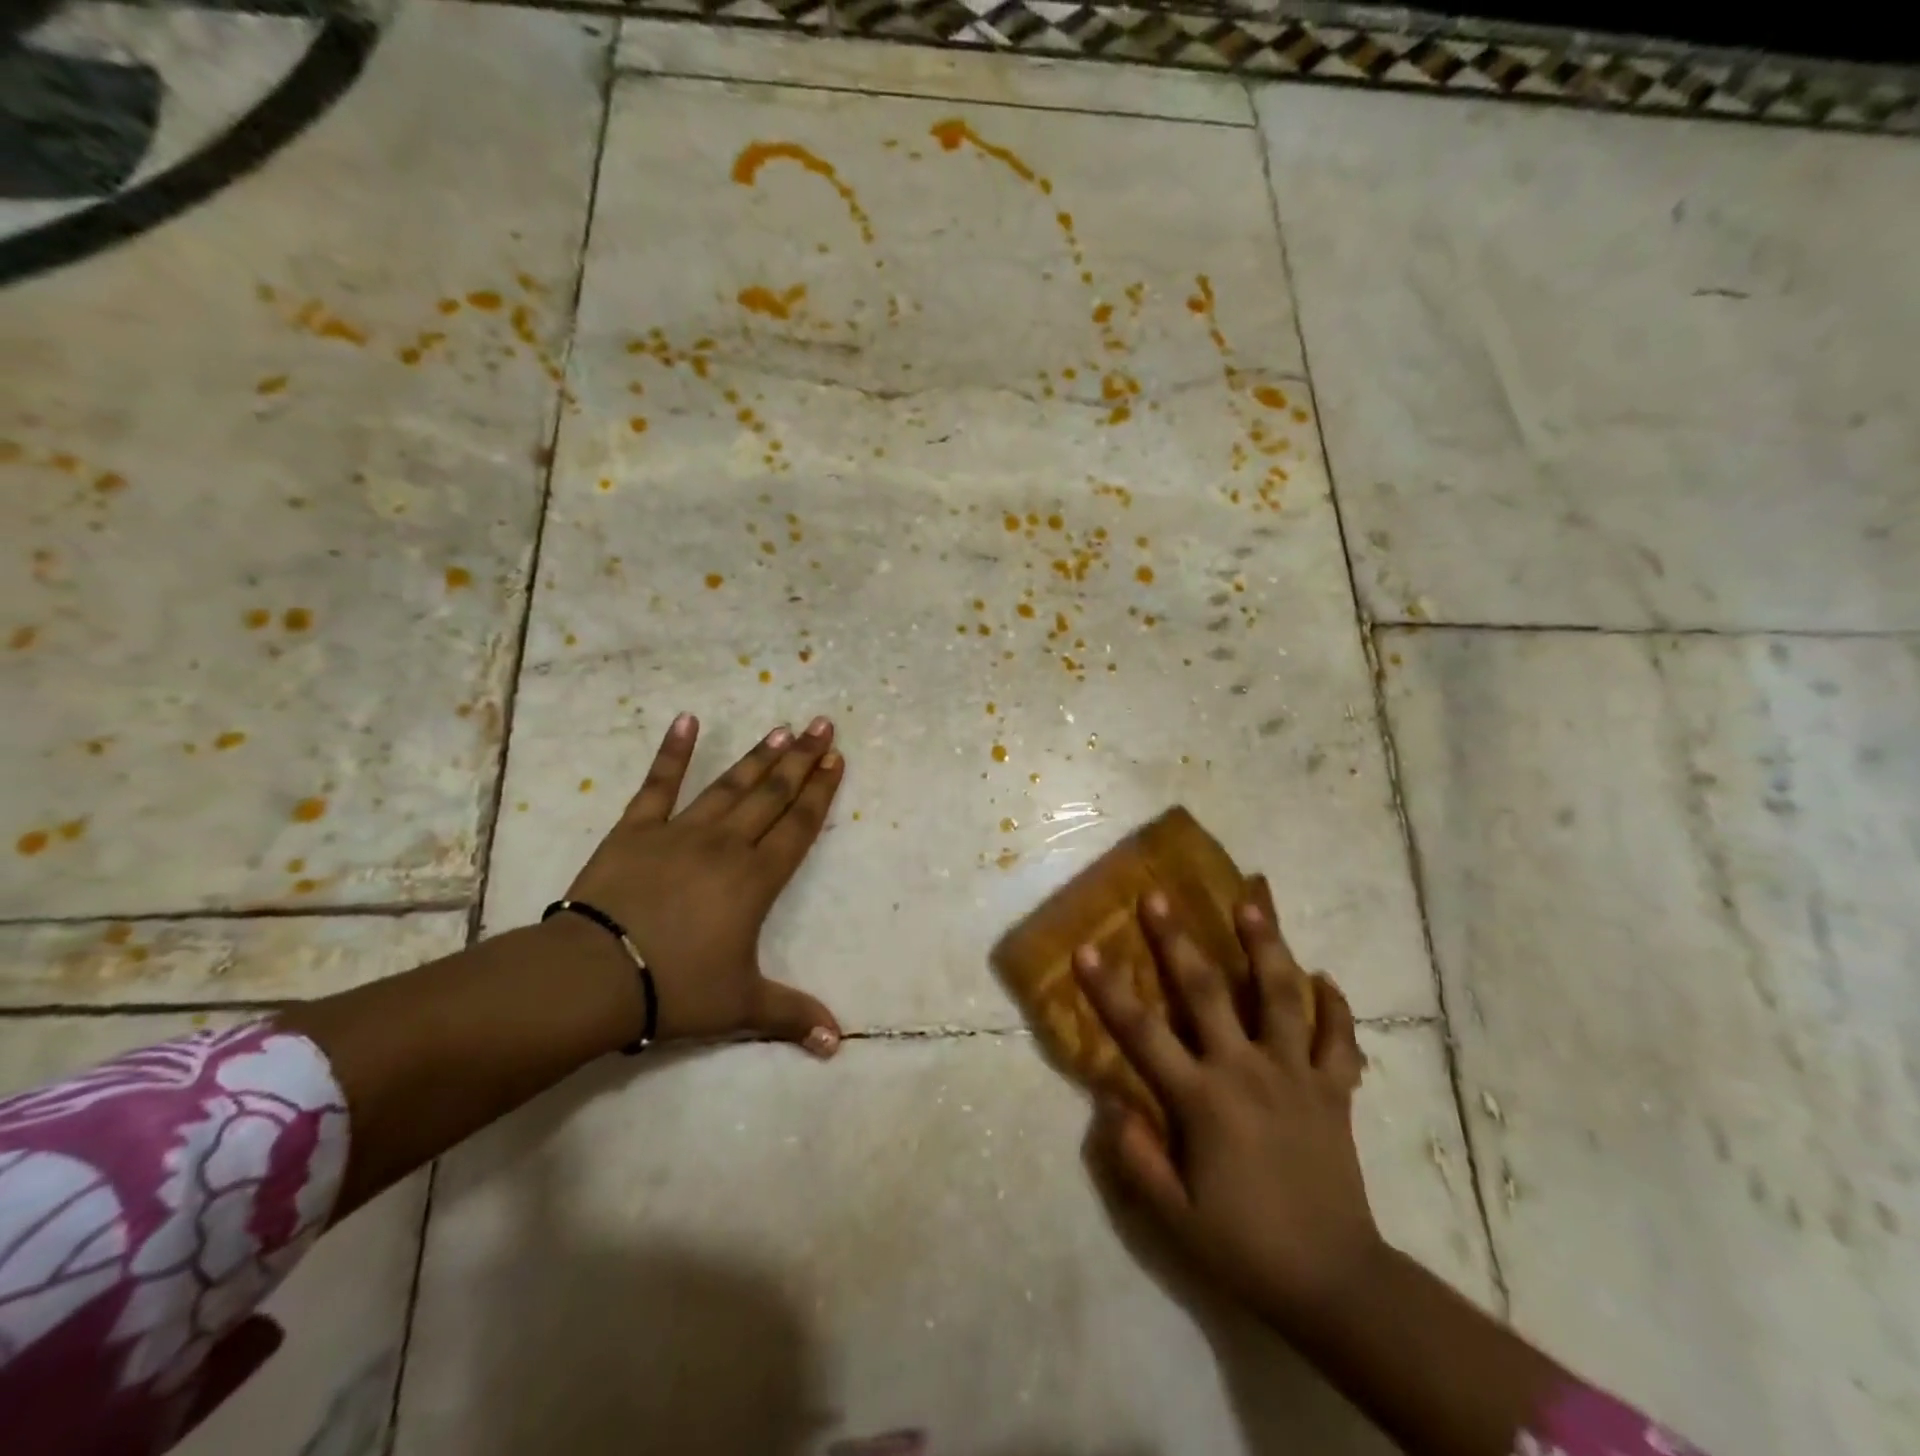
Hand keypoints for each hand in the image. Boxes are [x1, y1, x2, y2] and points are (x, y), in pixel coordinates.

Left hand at [563, 711, 844, 1056]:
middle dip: (801, 759)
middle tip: (822, 726)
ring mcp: (681, 832)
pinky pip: (658, 784)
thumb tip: (839, 1045)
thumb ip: (792, 1017)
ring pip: (729, 785)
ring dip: (758, 756)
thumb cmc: (676, 987)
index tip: (836, 759)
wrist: (595, 976)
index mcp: (756, 880)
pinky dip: (672, 752)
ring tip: (781, 728)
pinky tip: (686, 720)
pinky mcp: (636, 829)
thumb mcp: (741, 1006)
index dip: (820, 792)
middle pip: (772, 795)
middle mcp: (727, 845)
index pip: (798, 826)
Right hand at [1075, 887, 1379, 1332]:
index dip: (1109, 990)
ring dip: (1266, 946)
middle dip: (1178, 941)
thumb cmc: (1245, 1247)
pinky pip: (1339, 1039)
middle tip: (1160, 897)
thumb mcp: (1173, 1217)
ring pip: (1282, 996)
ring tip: (1252, 902)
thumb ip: (1136, 1157)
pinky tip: (1326, 977)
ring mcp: (1296, 1075)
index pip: (1143, 1032)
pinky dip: (1335, 1006)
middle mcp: (1247, 1071)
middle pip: (1208, 992)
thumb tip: (1110, 1103)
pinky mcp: (1335, 1091)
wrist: (1335, 1283)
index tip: (1086, 949)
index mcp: (1203, 1100)